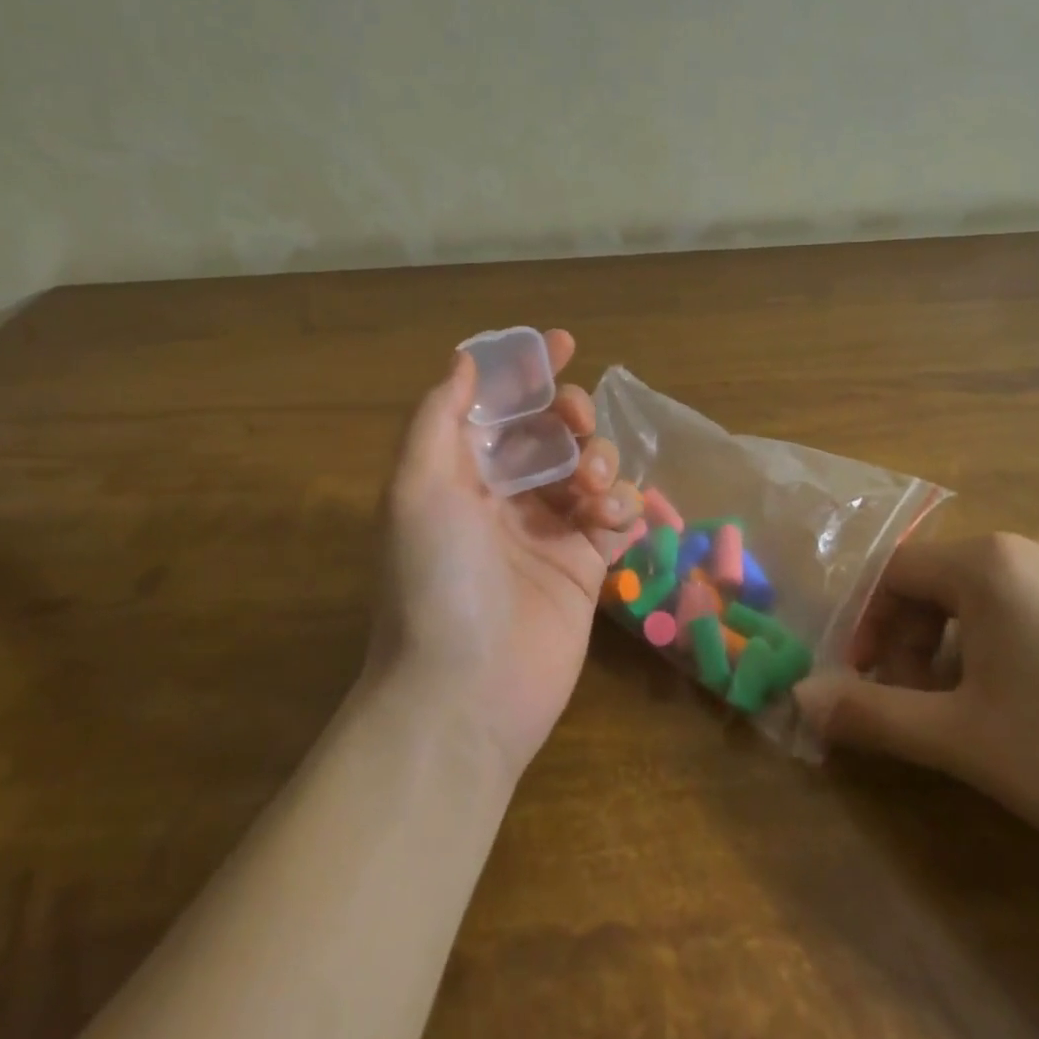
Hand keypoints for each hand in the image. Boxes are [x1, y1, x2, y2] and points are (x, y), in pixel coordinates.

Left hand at [369, 330, 640, 776]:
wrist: (464, 696)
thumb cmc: (436, 580)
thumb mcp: (418, 489)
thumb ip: (439, 417)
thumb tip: (463, 360)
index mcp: (460, 470)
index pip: (498, 404)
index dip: (527, 369)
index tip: (564, 343)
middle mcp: (504, 493)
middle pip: (550, 429)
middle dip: (570, 412)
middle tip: (577, 423)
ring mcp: (547, 529)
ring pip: (588, 465)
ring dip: (599, 458)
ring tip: (592, 488)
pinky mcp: (585, 564)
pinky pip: (614, 512)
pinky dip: (620, 502)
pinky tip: (611, 518)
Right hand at [795, 533, 1038, 905]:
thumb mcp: (964, 741)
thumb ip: (872, 714)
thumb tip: (800, 698)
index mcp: (989, 563)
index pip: (895, 575)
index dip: (870, 626)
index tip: (870, 679)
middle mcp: (1035, 549)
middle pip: (942, 581)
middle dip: (916, 639)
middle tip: (922, 702)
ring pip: (993, 596)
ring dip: (962, 643)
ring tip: (980, 707)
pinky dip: (1016, 642)